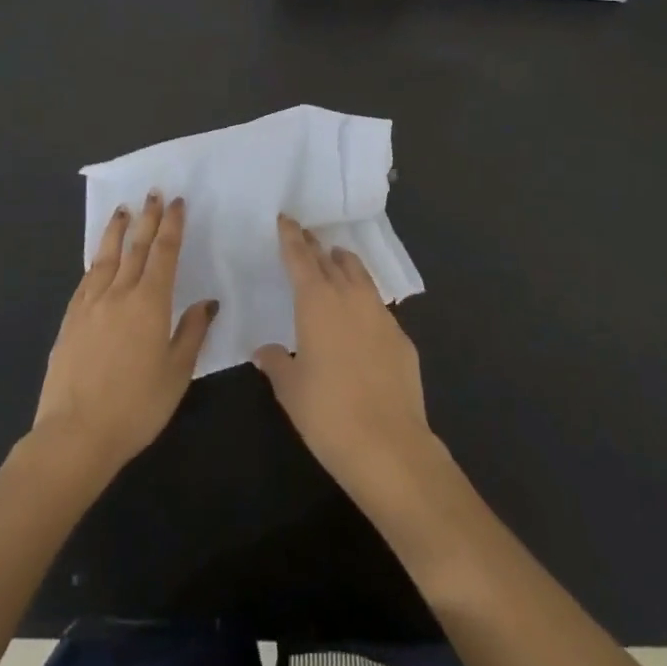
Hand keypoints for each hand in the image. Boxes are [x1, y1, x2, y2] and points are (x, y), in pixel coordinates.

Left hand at [32, 193, 216, 478]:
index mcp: (150, 303)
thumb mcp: (177, 373)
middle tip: (154, 193)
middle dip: (147, 218)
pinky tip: (98, 258)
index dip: (172, 226)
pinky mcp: (70, 320)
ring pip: (106, 256)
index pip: (164, 253)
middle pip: (136, 247)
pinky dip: (96, 261)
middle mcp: (119, 294)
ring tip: (123, 210)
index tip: (177, 203)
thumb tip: (206, 303)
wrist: (75, 434)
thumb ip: (191, 333)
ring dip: (117, 230)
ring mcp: (90, 305)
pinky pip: (86, 279)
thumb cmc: (136, 407)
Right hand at [254, 215, 440, 502]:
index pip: (301, 258)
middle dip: (316, 246)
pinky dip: (363, 299)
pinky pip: (377, 305)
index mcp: (317, 302)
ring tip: (334, 261)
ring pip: (359, 275)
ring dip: (344, 264)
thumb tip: (265, 349)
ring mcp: (380, 314)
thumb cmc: (327, 414)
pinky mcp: (401, 336)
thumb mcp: (290, 389)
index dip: (292, 237)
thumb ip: (276, 362)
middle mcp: (350, 297)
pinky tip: (359, 315)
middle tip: (306, 237)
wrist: (389, 446)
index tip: (286, 219)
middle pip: (330, 260)